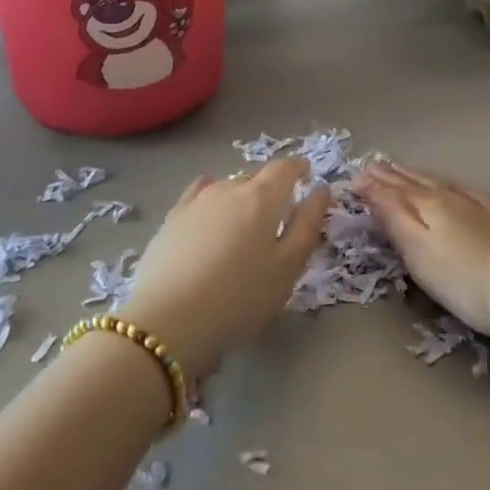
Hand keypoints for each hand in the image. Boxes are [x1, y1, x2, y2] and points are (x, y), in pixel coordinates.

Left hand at [117, 159, 328, 379]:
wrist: (168, 322)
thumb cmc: (240, 297)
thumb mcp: (288, 268)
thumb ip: (307, 225)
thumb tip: (321, 190)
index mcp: (262, 197)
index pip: (284, 168)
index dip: (298, 168)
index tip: (307, 174)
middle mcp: (228, 188)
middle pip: (255, 178)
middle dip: (270, 189)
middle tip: (279, 214)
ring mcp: (196, 202)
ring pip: (226, 187)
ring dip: (240, 197)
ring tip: (244, 223)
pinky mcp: (171, 220)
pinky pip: (197, 196)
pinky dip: (210, 198)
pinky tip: (209, 210)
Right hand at [357, 163, 489, 349]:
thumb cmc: (462, 278)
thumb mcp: (416, 248)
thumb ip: (391, 213)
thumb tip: (366, 182)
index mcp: (426, 203)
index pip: (391, 188)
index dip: (371, 183)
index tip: (351, 178)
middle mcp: (450, 197)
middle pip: (414, 183)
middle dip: (391, 175)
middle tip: (371, 165)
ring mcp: (477, 207)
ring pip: (439, 184)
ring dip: (416, 177)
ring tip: (401, 171)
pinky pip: (465, 192)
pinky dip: (449, 185)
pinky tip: (452, 186)